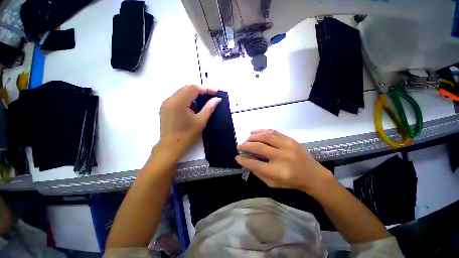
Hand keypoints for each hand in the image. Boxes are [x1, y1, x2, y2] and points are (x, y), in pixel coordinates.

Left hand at [158, 85, 220, 159]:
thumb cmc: (187, 135)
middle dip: (200, 91)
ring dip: (193, 95)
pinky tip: (193, 107)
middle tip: (210, 97)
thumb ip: (209, 107)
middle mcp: (170, 99)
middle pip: (187, 88)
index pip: (194, 88)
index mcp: (179, 102)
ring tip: (203, 102)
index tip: (216, 93)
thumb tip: (217, 99)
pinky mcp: (165, 108)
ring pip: (182, 92)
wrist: (171, 147)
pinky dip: (187, 99)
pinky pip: (178, 98)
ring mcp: (166, 103)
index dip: (206, 89)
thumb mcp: (201, 121)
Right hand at [235, 129, 333, 193]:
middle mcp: (281, 157)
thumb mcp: (273, 183)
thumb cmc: (291, 181)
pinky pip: (273, 132)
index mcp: (277, 171)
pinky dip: (261, 131)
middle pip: (258, 148)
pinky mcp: (290, 140)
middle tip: (239, 147)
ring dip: (252, 137)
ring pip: (265, 137)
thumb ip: (259, 173)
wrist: (313, 175)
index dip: (243, 160)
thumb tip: (247, 162)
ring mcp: (287, 146)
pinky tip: (254, 132)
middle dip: (245, 146)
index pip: (255, 164)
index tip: (237, 157)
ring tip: (246, 139)